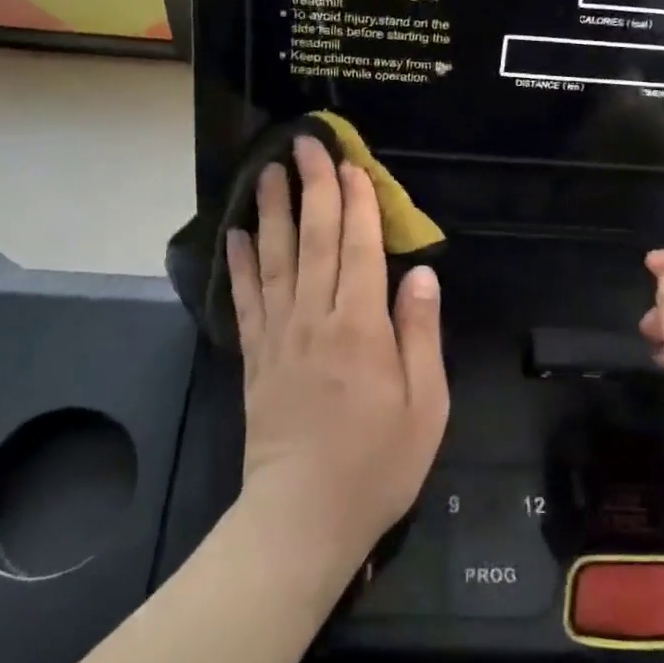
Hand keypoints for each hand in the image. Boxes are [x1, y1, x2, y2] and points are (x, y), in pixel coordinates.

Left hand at [226, 136, 448, 577]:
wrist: (303, 517)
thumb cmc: (377, 463)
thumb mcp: (426, 405)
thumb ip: (421, 334)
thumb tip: (419, 274)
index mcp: (361, 327)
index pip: (358, 247)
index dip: (356, 201)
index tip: (351, 163)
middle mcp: (315, 318)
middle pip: (313, 239)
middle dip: (312, 187)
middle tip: (305, 144)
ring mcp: (278, 335)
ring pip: (274, 258)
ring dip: (273, 210)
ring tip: (268, 172)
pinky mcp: (253, 356)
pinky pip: (245, 299)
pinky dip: (240, 263)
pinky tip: (237, 234)